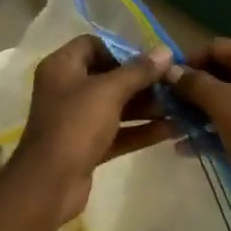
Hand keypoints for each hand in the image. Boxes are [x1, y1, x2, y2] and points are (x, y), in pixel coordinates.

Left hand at [9, 36, 176, 222]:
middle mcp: (67, 89)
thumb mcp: (109, 91)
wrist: (49, 184)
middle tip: (173, 84)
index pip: (93, 45)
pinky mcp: (87, 146)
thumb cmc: (75, 125)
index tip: (151, 60)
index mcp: (62, 67)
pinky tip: (172, 129)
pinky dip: (141, 130)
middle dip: (142, 81)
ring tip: (180, 106)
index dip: (122, 50)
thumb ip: (139, 71)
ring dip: (147, 106)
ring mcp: (76, 119)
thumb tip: (165, 51)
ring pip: (116, 106)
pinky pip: (118, 131)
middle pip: (109, 76)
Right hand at [167, 39, 230, 217]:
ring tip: (171, 127)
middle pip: (221, 73)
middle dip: (192, 90)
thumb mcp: (221, 103)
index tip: (163, 81)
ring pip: (227, 99)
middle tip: (165, 106)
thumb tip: (170, 71)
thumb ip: (194, 84)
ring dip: (199, 112)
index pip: (215, 47)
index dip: (188, 62)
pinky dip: (214, 129)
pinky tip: (188, 147)